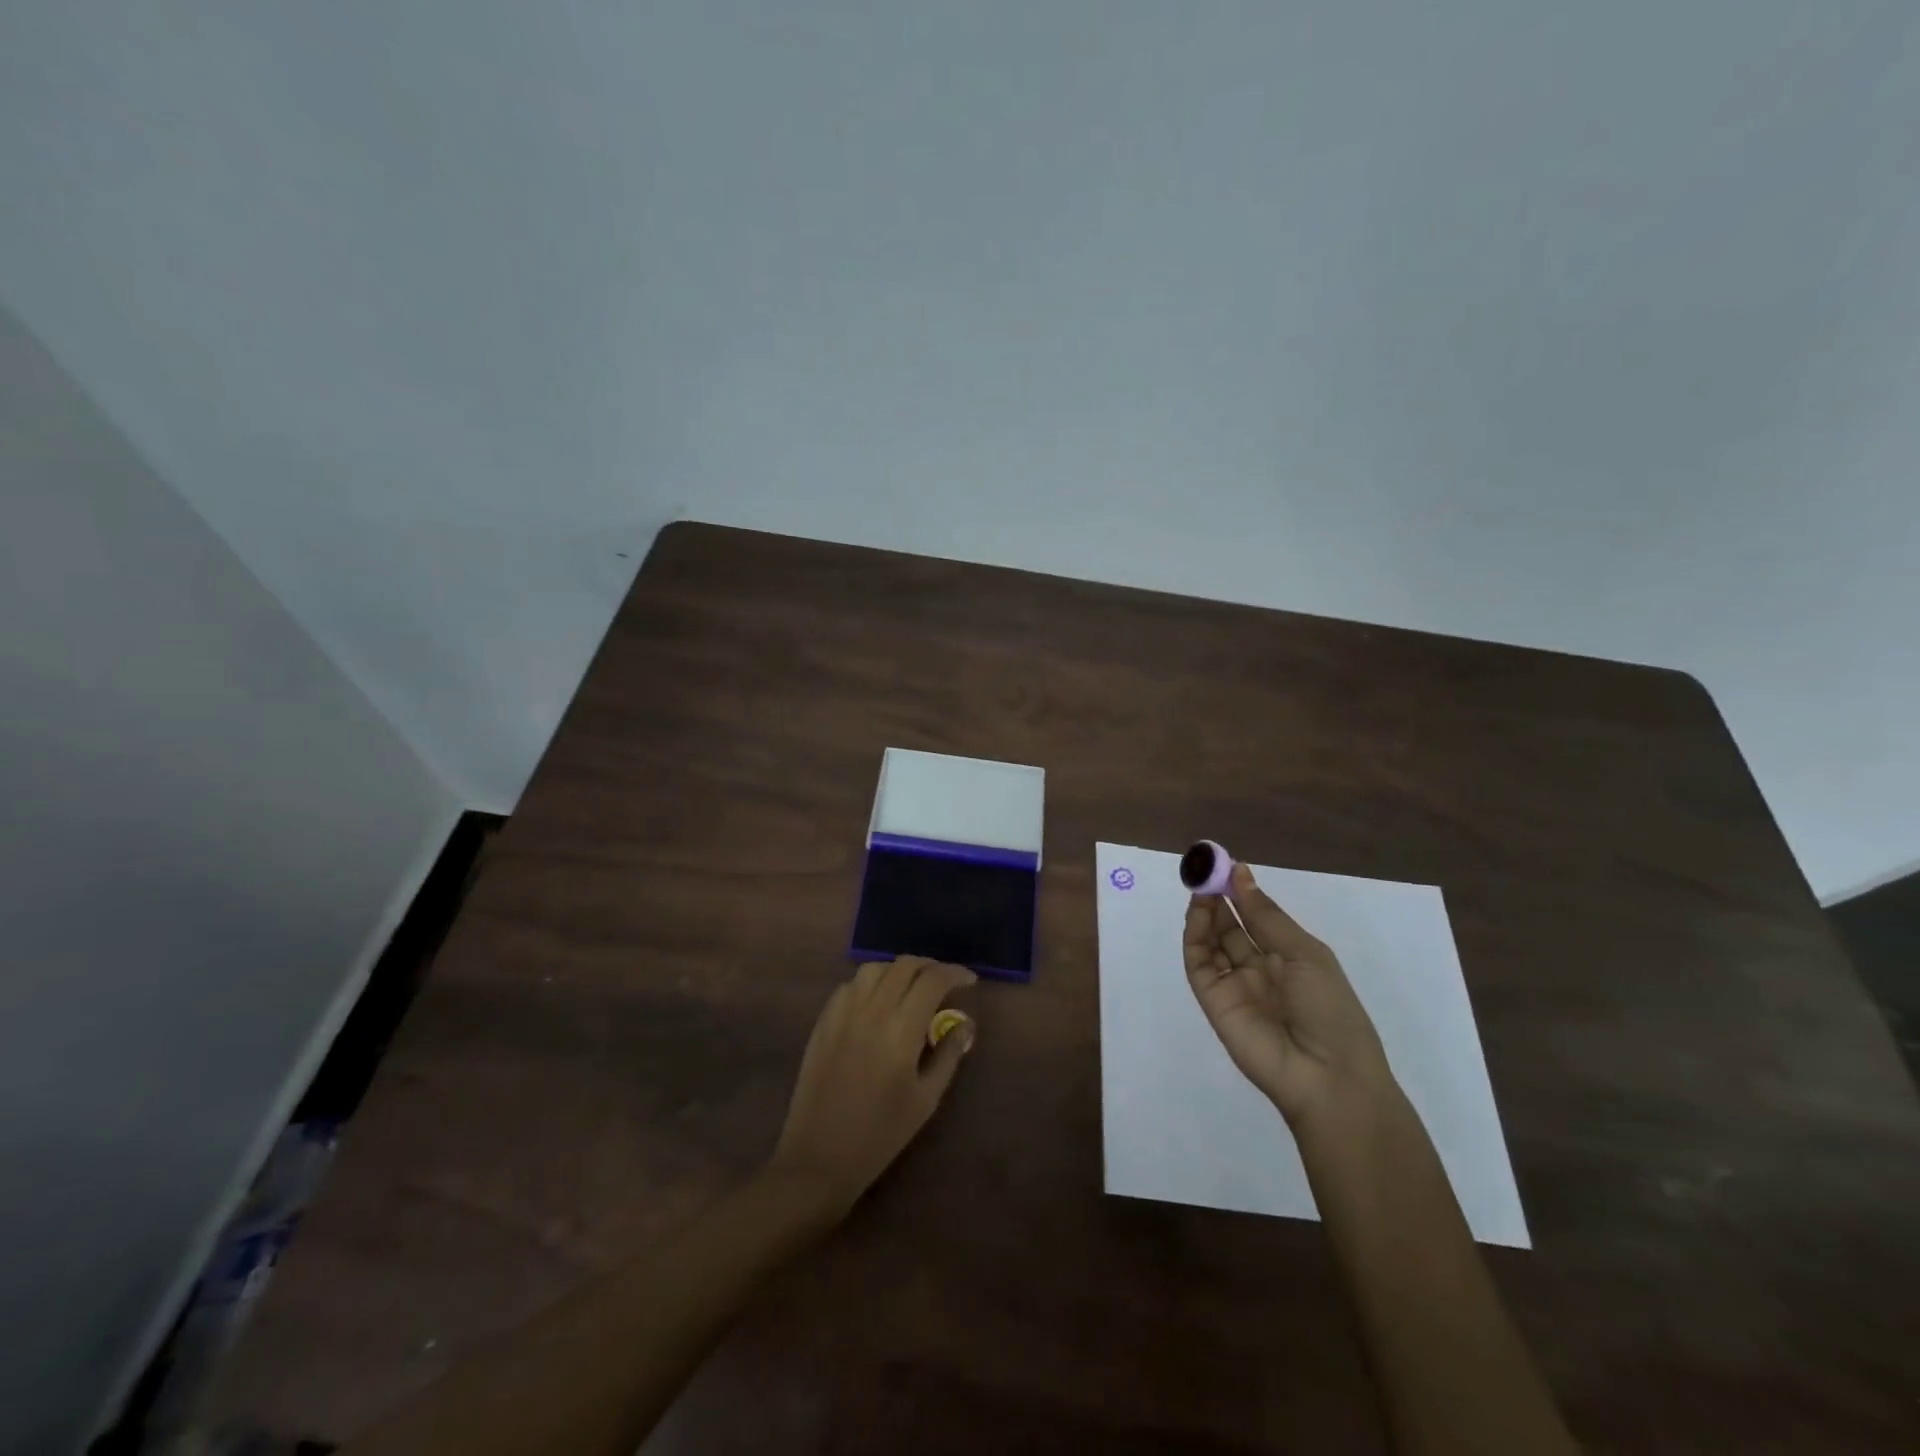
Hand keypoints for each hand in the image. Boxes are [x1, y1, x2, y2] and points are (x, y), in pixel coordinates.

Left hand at [768, 956, 976, 1216]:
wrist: (819, 1158)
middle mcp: (871, 1010)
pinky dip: (871, 982)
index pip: (932, 980)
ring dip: (899, 970)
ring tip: (911, 987)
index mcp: (901, 1030)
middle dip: (930, 966)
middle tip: (945, 983)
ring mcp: (842, 1012)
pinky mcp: (823, 1021)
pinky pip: (850, 985)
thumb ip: (949, 1054)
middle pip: (904, 965)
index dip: (954, 973)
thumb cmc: (880, 1135)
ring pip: (875, 968)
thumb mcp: (926, 1100)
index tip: (969, 981)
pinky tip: (878, 1001)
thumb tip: (966, 1022)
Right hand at [1183, 864, 1393, 1130]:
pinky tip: (1199, 913)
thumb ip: (1266, 916)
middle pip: (1231, 927)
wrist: (1327, 1076)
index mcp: (1289, 959)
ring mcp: (1234, 986)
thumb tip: (1241, 873)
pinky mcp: (1213, 1001)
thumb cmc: (1330, 1009)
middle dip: (1219, 898)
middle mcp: (1259, 970)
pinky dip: (1195, 936)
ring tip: (1201, 886)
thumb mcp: (1305, 954)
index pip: (1257, 919)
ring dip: (1205, 913)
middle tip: (1206, 869)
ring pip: (1212, 942)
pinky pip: (1199, 964)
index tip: (1227, 865)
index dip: (1242, 892)